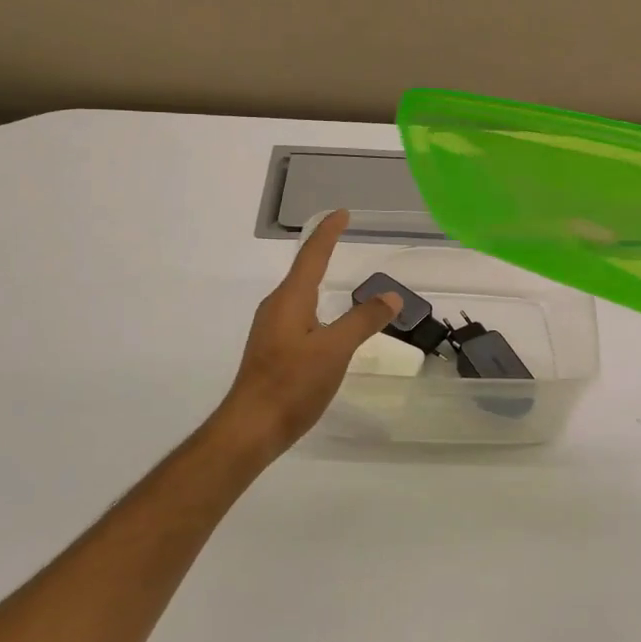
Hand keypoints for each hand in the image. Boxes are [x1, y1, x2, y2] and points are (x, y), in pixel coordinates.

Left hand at [215, 210, 401, 452]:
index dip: (328, 232)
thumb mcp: (335, 351)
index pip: (312, 255)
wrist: (250, 428)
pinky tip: (326, 323)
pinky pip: (298, 314)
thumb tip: (390, 295)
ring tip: (338, 274)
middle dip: (322, 251)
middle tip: (343, 236)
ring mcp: (271, 329)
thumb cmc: (291, 384)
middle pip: (303, 271)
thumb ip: (362, 321)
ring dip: (318, 279)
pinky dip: (316, 305)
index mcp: (290, 299)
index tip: (342, 213)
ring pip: (299, 295)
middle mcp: (276, 307)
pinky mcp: (272, 349)